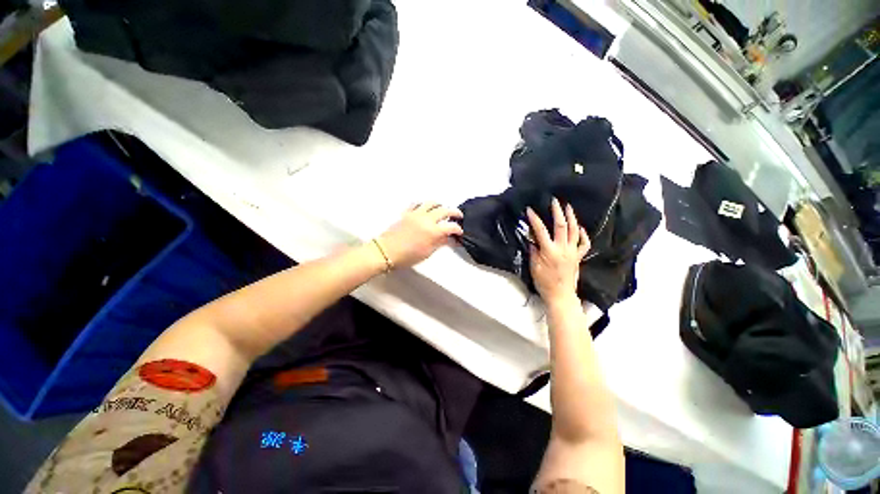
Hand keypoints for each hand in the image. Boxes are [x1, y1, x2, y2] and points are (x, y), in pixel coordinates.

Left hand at [378, 203, 463, 268]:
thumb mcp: (427, 253)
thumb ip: (440, 243)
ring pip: (431, 203)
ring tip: (443, 209)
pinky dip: (424, 205)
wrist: (385, 252)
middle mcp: (426, 219)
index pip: (451, 227)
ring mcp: (416, 214)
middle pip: (445, 211)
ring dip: (440, 205)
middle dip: (454, 213)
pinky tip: (425, 209)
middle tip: (458, 216)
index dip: (458, 230)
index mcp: (433, 231)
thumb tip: (450, 239)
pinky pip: (417, 204)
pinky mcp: (406, 212)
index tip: (460, 233)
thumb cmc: (407, 257)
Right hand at [526, 198, 590, 303]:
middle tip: (554, 201)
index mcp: (549, 251)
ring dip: (572, 218)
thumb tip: (532, 239)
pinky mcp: (578, 257)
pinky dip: (583, 234)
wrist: (560, 295)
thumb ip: (533, 251)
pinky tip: (579, 228)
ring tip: (568, 207)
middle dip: (557, 212)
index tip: (530, 210)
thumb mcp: (534, 267)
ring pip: (575, 231)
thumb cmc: (544, 282)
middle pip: (561, 226)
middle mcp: (563, 249)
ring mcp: (573, 252)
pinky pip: (584, 243)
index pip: (541, 230)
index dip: (535, 219)